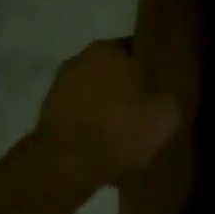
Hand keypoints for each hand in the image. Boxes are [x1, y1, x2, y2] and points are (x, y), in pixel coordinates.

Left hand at [33, 39, 181, 181]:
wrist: (67, 165)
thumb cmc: (122, 127)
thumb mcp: (167, 113)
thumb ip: (168, 97)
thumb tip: (164, 98)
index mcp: (109, 49)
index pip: (138, 50)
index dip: (153, 69)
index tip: (164, 87)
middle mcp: (79, 60)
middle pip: (114, 73)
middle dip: (128, 89)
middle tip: (148, 111)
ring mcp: (58, 89)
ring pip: (95, 96)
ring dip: (108, 111)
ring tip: (127, 135)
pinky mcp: (46, 118)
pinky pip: (80, 119)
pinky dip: (91, 130)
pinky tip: (106, 149)